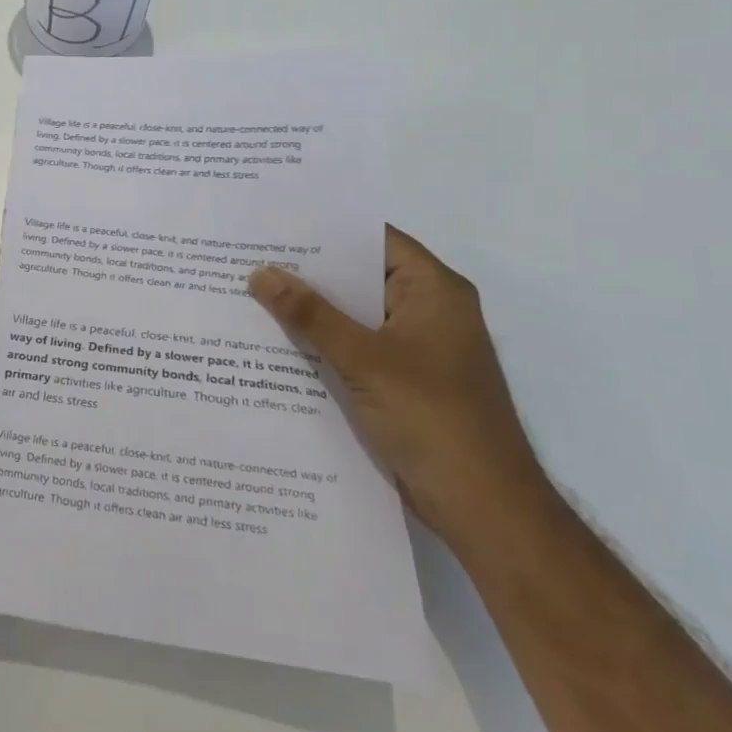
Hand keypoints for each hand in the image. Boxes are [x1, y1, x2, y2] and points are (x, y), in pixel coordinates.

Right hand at [248, 226, 552, 546]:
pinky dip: (321, 343)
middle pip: (360, 277)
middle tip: (248, 256)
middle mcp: (427, 311)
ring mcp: (415, 349)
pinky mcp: (401, 381)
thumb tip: (261, 273)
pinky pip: (354, 348)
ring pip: (353, 316)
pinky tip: (275, 341)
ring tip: (249, 292)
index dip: (325, 229)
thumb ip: (311, 314)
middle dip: (307, 271)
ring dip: (310, 310)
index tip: (273, 224)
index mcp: (434, 291)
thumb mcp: (364, 359)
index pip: (374, 240)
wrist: (482, 507)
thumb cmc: (432, 419)